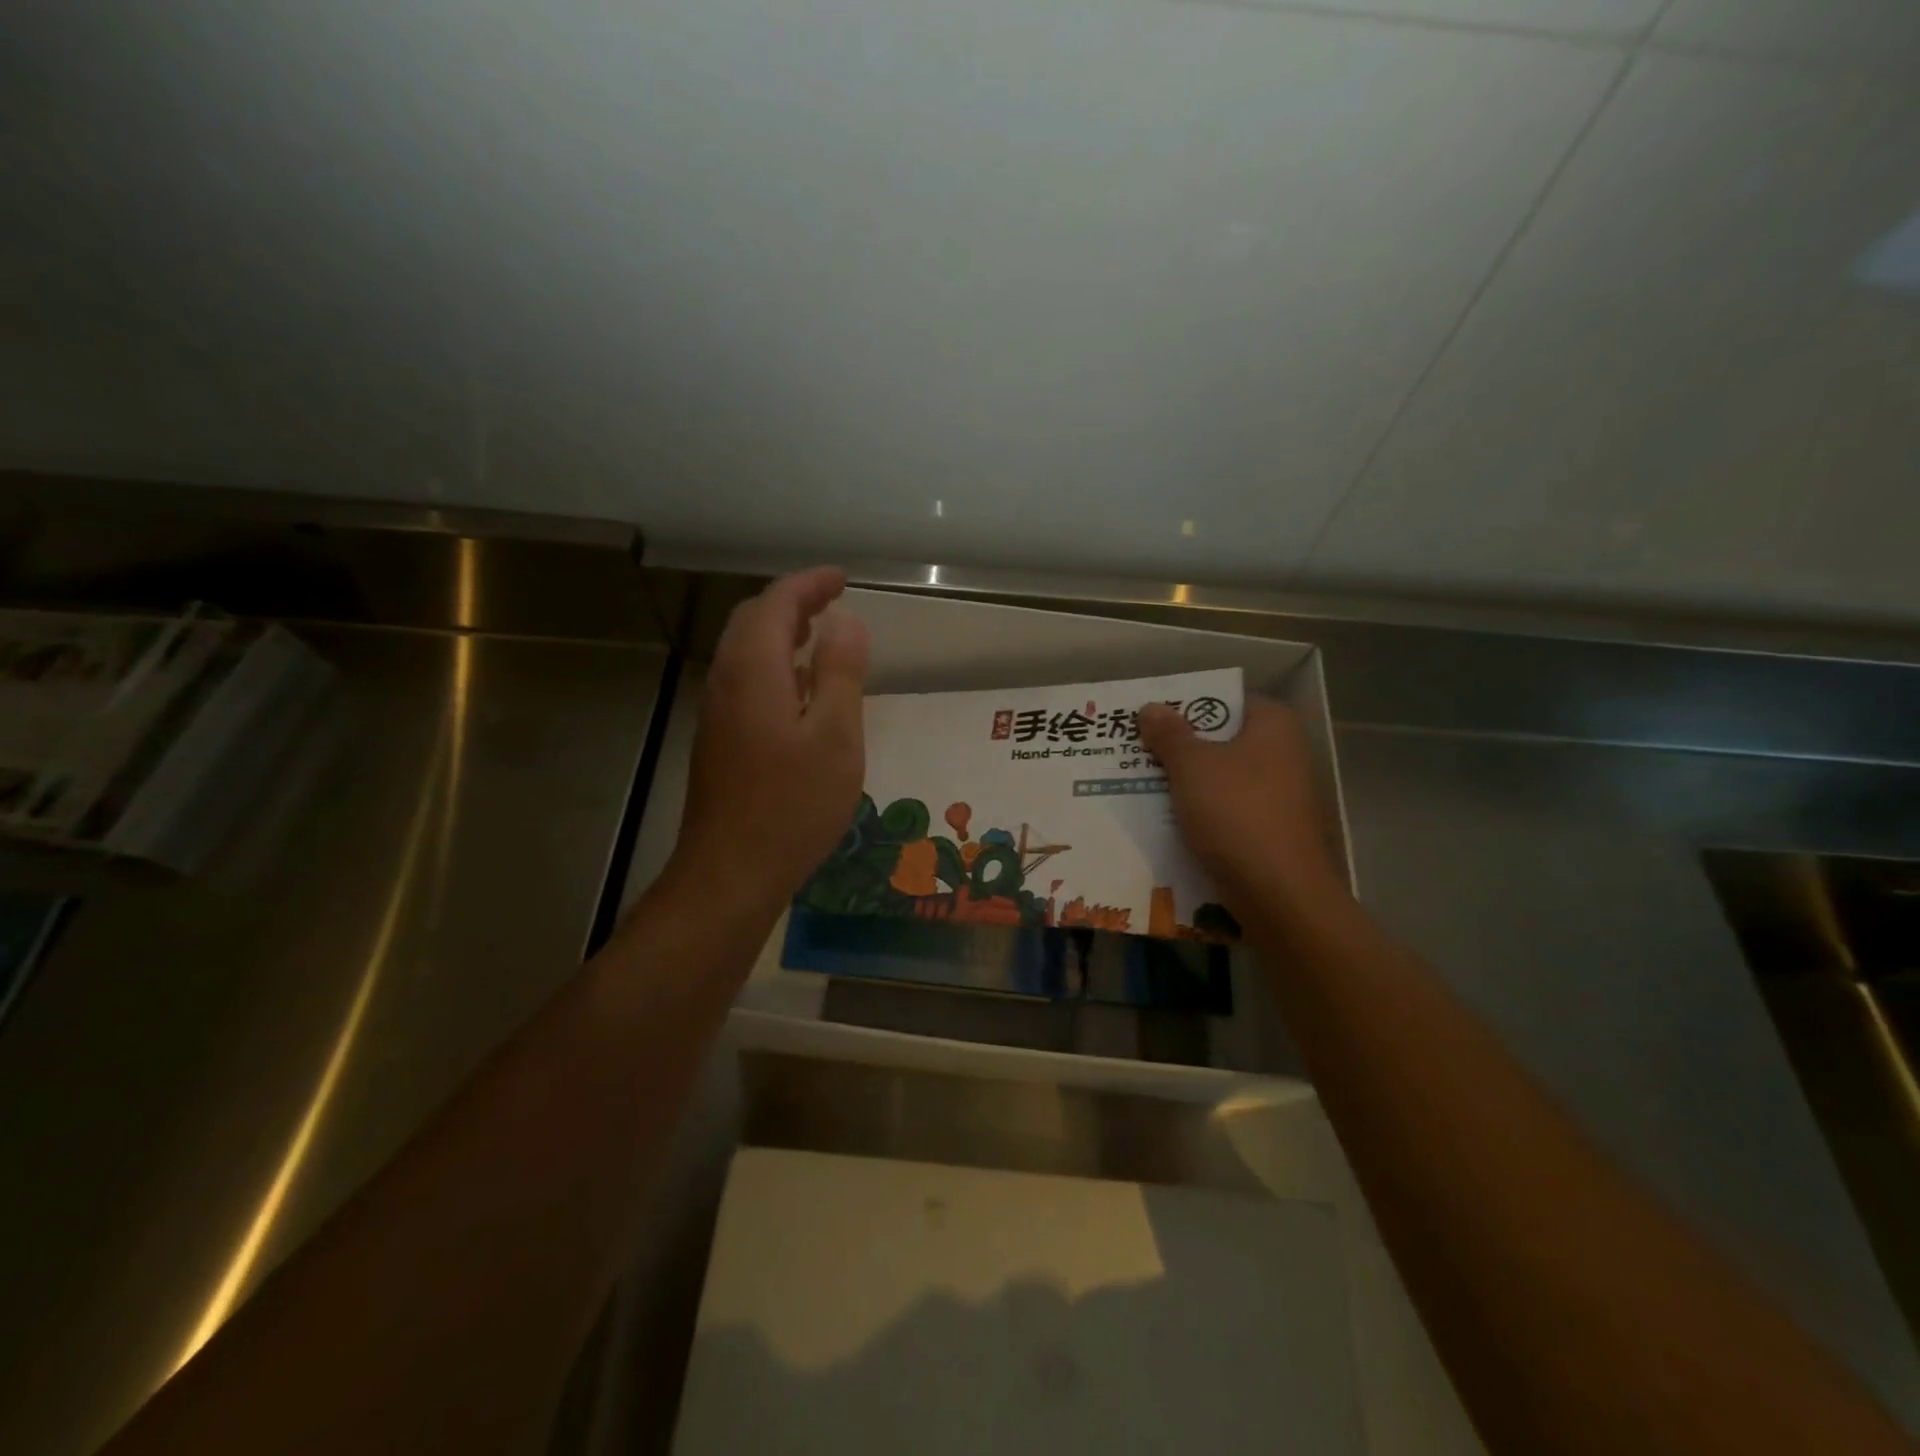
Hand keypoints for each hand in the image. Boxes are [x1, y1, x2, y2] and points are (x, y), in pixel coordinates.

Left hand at [668, 567, 868, 922]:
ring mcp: (717, 712)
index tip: (842, 579)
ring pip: (745, 652)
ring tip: (818, 635)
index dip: (809, 584)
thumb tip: (844, 620)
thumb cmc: (793, 803)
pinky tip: (798, 691)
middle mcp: (727, 681)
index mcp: (754, 671)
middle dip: (792, 602)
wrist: (731, 872)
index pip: (776, 604)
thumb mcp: (835, 736)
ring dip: (780, 633)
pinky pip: (744, 681)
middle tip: (831, 601)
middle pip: (753, 622)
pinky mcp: (718, 740)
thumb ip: (840, 672)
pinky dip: (773, 665)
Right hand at [1138, 694, 1346, 917]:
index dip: (1187, 706)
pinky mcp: (1274, 830)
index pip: (1224, 701)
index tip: (1151, 718)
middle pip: (1222, 740)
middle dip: (1181, 746)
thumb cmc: (1236, 813)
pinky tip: (1169, 820)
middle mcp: (1284, 754)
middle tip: (1138, 751)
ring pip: (1222, 778)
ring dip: (1187, 782)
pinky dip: (1202, 812)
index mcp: (1273, 725)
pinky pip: (1229, 810)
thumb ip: (1169, 734)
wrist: (1280, 894)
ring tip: (1142, 784)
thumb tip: (1151, 708)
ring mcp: (1282, 795)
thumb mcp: (1191, 766)